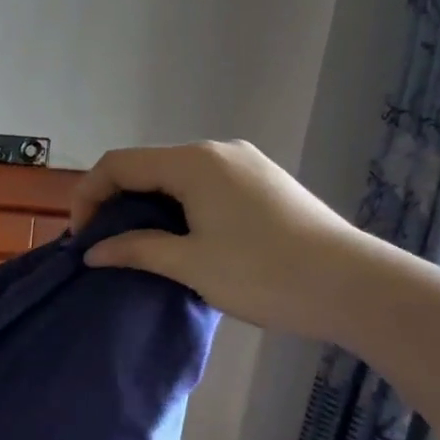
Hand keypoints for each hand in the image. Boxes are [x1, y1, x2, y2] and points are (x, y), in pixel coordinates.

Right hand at [70, 140, 372, 341]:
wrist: (358, 288)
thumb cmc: (265, 273)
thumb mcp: (190, 264)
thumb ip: (135, 250)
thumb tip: (93, 252)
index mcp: (193, 162)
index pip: (118, 164)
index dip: (88, 196)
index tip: (81, 239)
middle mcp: (217, 151)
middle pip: (146, 166)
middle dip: (115, 201)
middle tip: (105, 244)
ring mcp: (245, 164)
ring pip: (175, 176)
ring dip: (147, 206)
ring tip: (138, 245)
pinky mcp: (264, 183)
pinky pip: (203, 185)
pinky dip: (178, 207)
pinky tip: (182, 239)